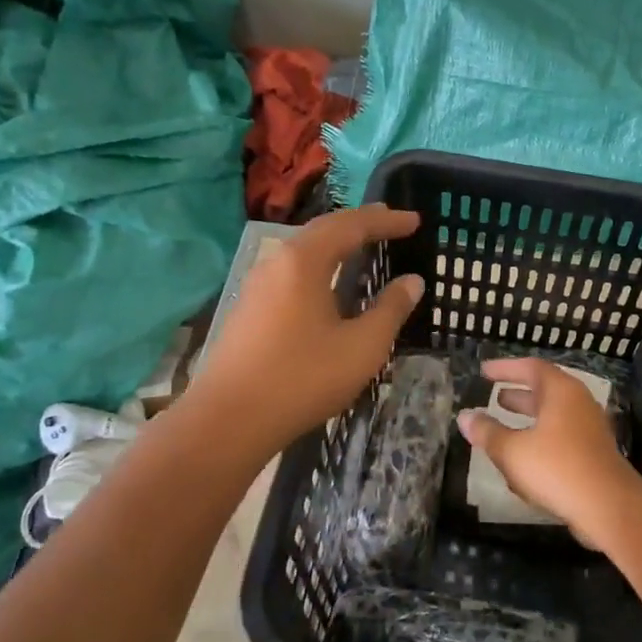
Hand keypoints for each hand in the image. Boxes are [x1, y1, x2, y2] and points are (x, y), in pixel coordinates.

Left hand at [184, 205, 424, 458]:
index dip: (386, 221)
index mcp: (304, 261)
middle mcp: (277, 262)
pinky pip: (291, 271)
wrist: (226, 421)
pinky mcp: (248, 309)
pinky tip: (327, 284)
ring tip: (362, 245)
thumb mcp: (361, 347)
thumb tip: (412, 281)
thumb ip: (390, 310)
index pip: (352, 226)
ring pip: (303, 250)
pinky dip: (319, 264)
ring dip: (336, 242)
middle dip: (360, 223)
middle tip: (391, 221)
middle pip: (323, 229)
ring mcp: (257, 285)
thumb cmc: (302, 379)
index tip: (416, 221)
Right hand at [456, 357, 641, 543]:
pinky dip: (540, 438)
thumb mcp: (512, 451)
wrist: (609, 507)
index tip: (484, 371)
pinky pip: (561, 436)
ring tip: (504, 422)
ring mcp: (589, 428)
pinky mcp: (593, 453)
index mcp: (561, 391)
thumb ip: (487, 433)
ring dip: (528, 418)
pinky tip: (524, 458)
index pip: (531, 367)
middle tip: (494, 395)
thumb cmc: (557, 468)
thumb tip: (464, 417)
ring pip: (553, 415)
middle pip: (544, 390)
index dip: (505, 368)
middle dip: (518, 393)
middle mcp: (578, 402)